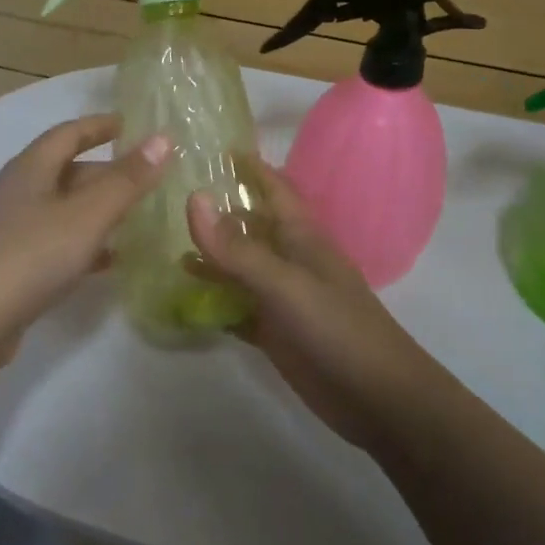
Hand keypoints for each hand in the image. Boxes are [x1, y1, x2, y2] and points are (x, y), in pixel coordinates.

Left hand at [0, 114, 171, 370]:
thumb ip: (126, 180)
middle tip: (146, 178)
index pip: (68, 133)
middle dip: (105, 172)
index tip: (131, 124)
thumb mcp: (86, 215)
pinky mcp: (10, 266)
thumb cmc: (29, 256)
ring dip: (96, 210)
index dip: (100, 125)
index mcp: (30, 169)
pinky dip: (84, 244)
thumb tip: (164, 139)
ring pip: (62, 210)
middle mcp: (17, 192)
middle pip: (66, 171)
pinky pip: (55, 243)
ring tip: (137, 217)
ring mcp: (10, 231)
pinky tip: (109, 260)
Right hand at [186, 166, 440, 450]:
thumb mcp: (284, 284)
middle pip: (250, 226)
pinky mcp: (274, 332)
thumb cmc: (337, 328)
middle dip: (218, 210)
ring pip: (239, 268)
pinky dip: (213, 302)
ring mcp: (281, 298)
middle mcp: (289, 261)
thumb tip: (193, 198)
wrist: (377, 398)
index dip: (250, 167)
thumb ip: (237, 248)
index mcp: (300, 238)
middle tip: (171, 194)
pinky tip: (183, 298)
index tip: (215, 145)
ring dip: (210, 258)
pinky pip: (235, 308)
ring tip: (167, 245)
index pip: (274, 189)